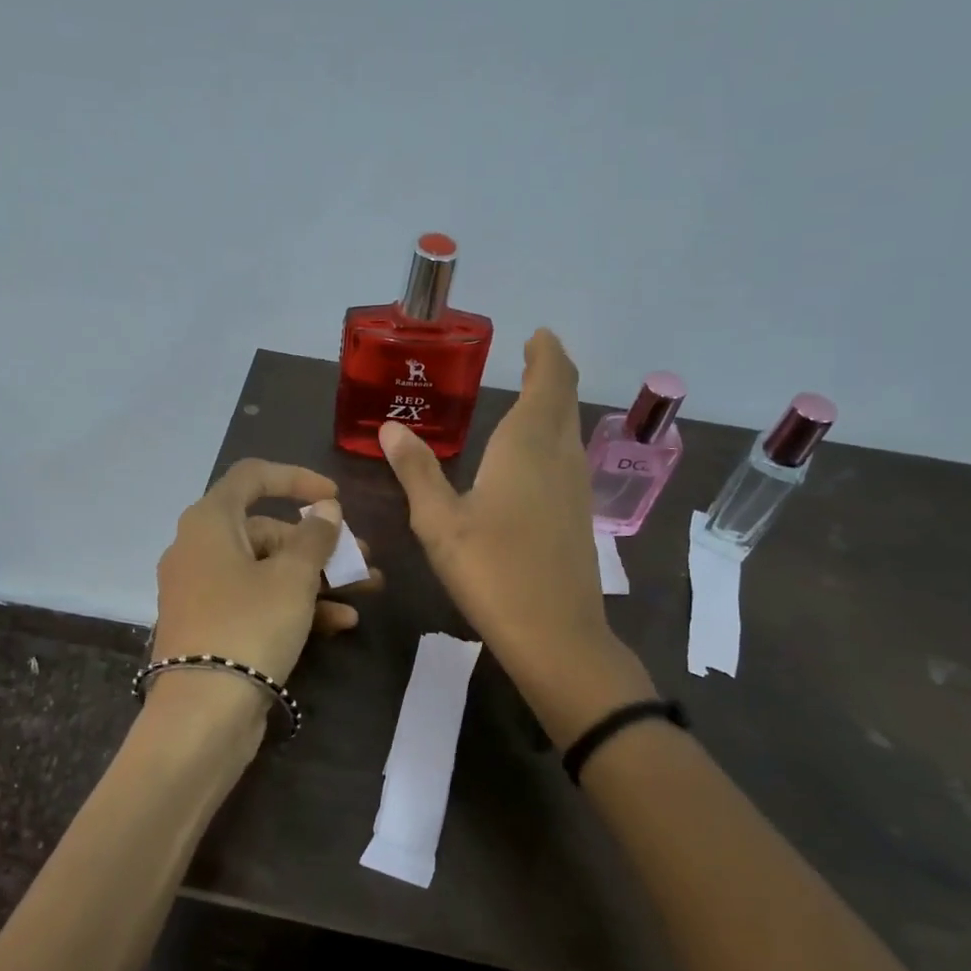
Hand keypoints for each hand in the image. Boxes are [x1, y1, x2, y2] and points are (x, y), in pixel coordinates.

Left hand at [153, 458, 379, 689]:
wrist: (202, 714)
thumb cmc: (249, 626)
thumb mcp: (292, 577)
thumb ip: (315, 537)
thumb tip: (325, 508)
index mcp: (209, 522)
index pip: (252, 477)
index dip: (297, 478)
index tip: (335, 497)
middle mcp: (199, 549)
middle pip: (267, 530)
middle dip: (320, 544)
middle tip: (363, 558)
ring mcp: (203, 591)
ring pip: (267, 570)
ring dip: (318, 577)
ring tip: (367, 589)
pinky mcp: (212, 627)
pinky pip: (257, 602)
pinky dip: (295, 606)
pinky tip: (341, 622)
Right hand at [379, 329, 650, 738]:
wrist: (555, 634)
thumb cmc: (491, 570)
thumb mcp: (439, 521)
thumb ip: (416, 471)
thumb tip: (390, 428)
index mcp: (527, 446)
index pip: (549, 381)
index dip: (547, 354)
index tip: (537, 335)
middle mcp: (560, 456)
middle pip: (564, 400)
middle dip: (551, 373)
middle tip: (532, 356)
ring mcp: (576, 487)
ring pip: (568, 429)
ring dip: (554, 405)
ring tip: (527, 397)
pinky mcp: (579, 516)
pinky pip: (567, 457)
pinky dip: (552, 437)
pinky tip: (530, 457)